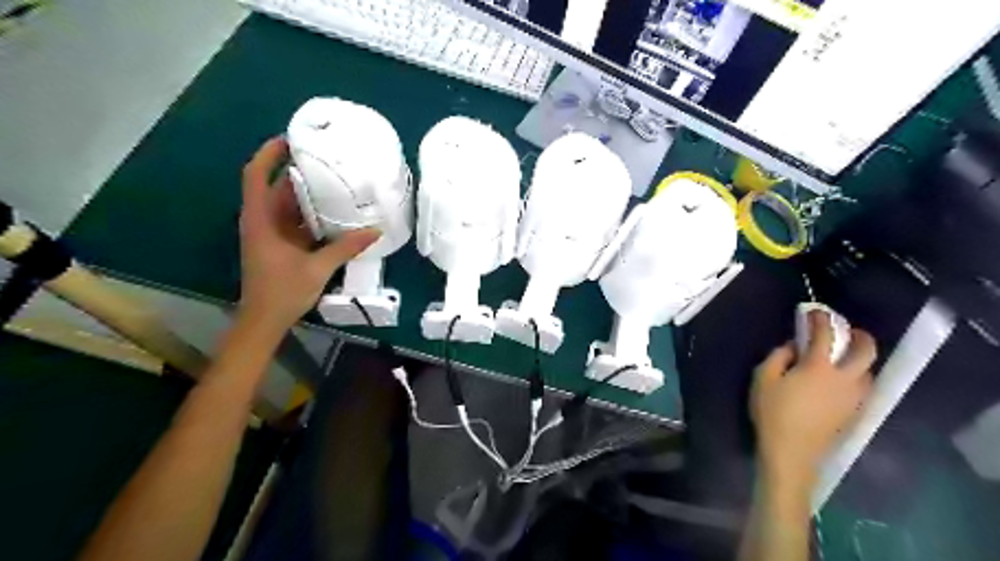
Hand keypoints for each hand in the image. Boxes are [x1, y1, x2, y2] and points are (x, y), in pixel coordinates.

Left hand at [239, 135, 380, 333]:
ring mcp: (270, 234)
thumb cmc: (282, 291)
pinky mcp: (280, 245)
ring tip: (335, 180)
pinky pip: (295, 221)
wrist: (264, 320)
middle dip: (298, 171)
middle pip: (276, 187)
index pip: (256, 176)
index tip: (290, 138)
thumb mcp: (317, 268)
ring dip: (307, 193)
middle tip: (327, 159)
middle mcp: (262, 222)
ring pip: (287, 205)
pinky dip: (311, 214)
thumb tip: (375, 231)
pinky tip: (333, 212)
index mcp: (261, 221)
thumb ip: (345, 248)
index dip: (268, 153)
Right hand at [750, 312, 877, 486]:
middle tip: (848, 331)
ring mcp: (854, 398)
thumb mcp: (763, 379)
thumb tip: (794, 346)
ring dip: (862, 358)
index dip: (821, 320)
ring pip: (869, 371)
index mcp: (819, 367)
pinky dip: (859, 376)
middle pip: (866, 352)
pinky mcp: (855, 413)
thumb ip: (778, 356)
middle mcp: (845, 379)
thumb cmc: (773, 412)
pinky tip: (844, 379)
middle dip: (860, 336)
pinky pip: (865, 387)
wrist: (792, 452)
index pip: (826, 335)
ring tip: (846, 356)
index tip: (815, 311)